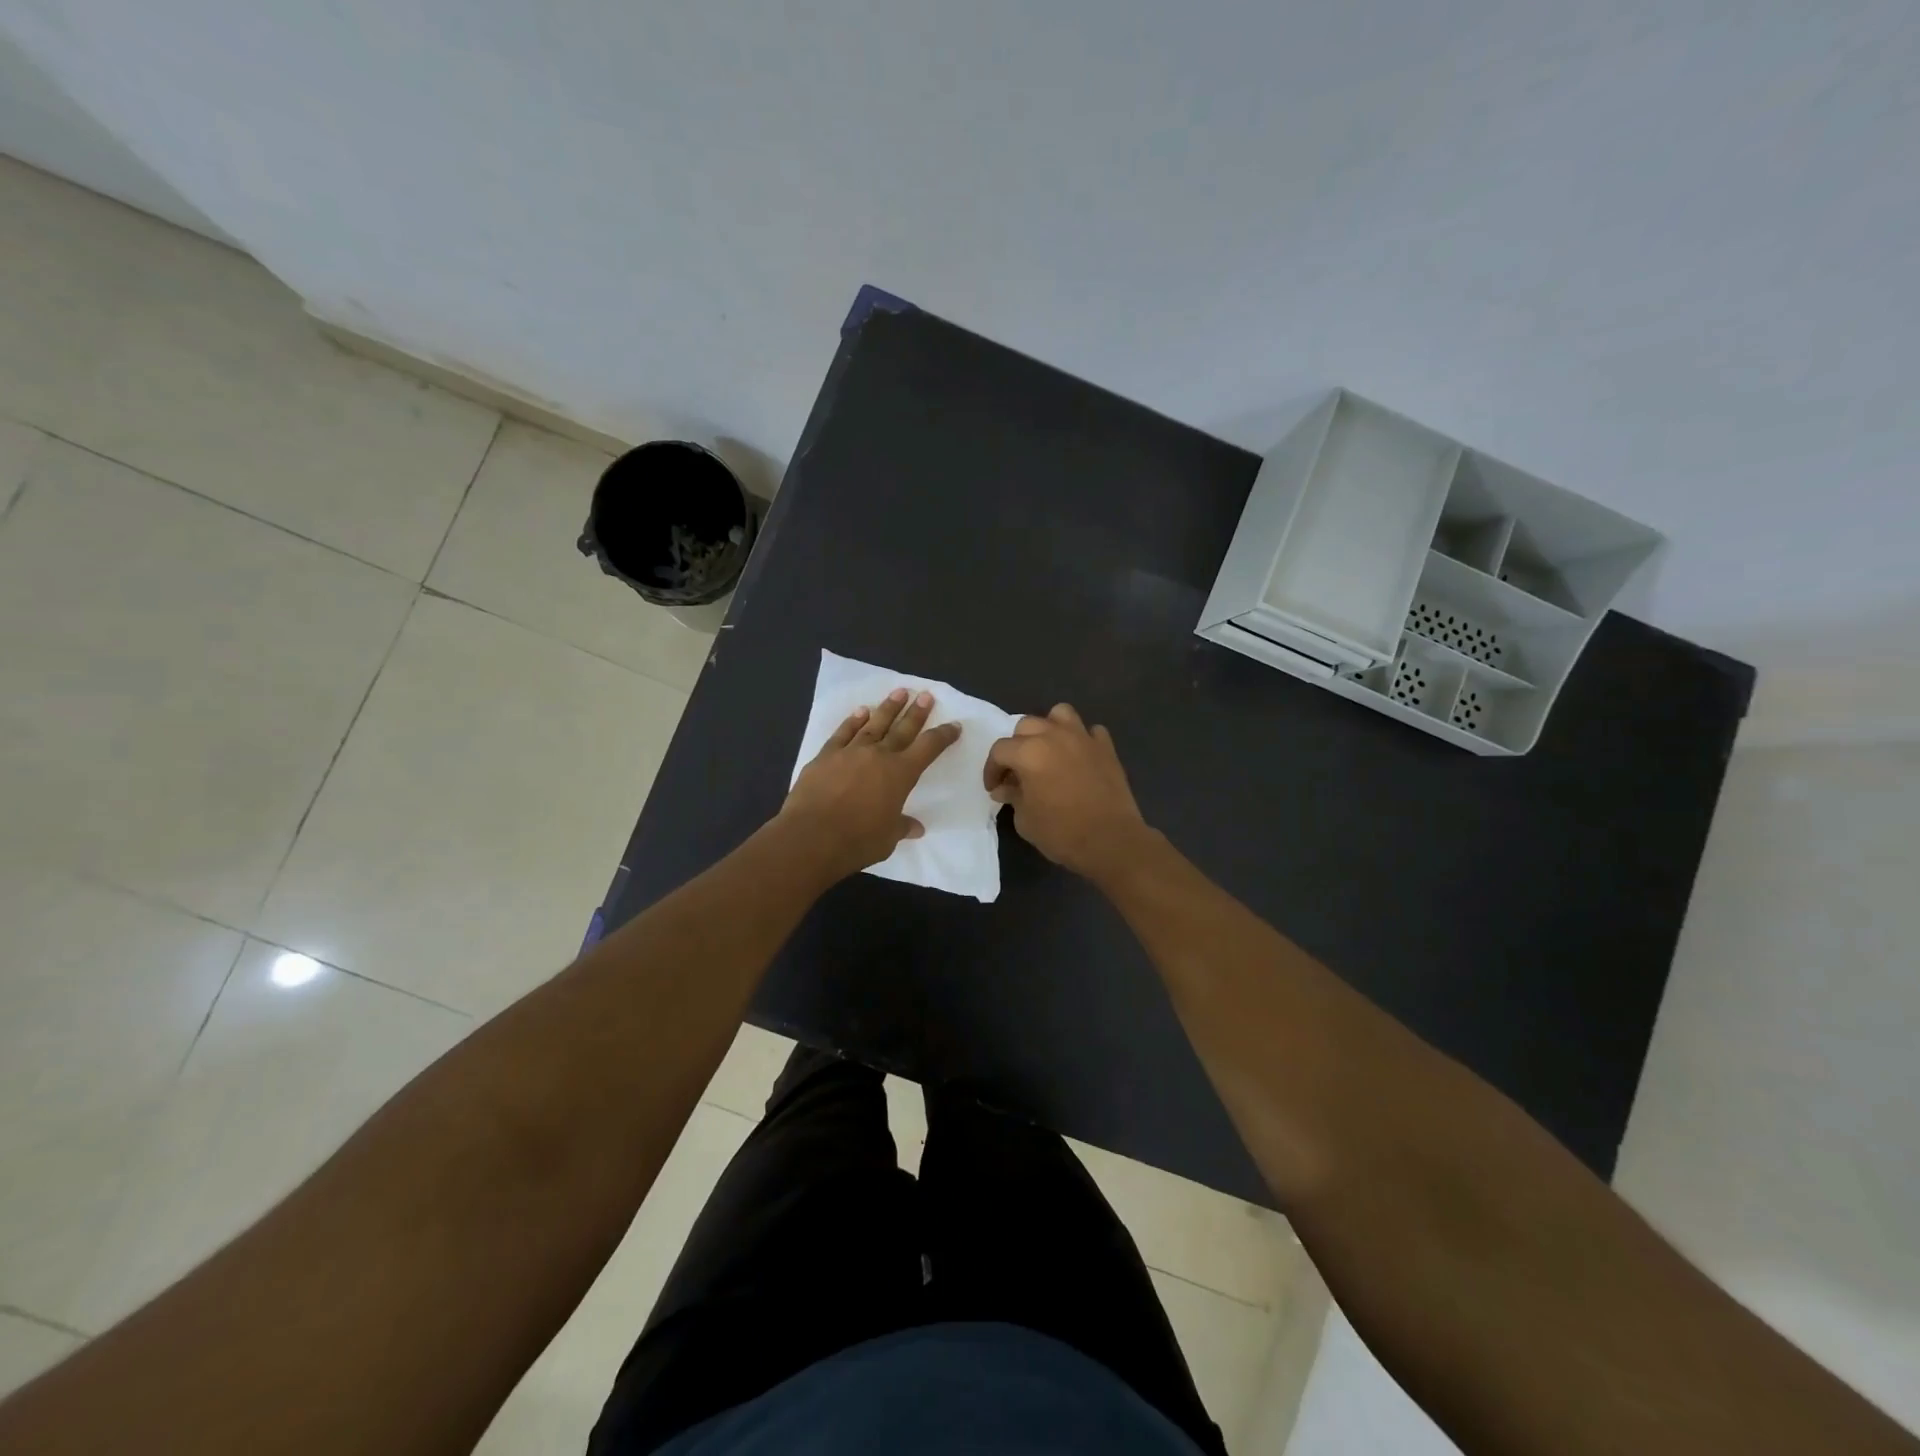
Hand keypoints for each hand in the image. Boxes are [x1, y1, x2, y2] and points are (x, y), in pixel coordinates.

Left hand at [781, 688, 960, 879]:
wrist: (811, 836)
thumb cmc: (857, 840)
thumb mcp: (887, 838)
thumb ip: (901, 827)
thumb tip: (916, 828)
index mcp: (900, 774)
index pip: (928, 748)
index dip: (943, 736)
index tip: (954, 726)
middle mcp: (878, 755)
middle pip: (903, 728)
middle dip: (917, 712)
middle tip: (926, 695)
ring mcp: (850, 752)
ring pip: (874, 724)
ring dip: (888, 708)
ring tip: (899, 692)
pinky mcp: (826, 756)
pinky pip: (843, 732)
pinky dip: (853, 721)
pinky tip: (860, 712)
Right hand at [983, 704, 1153, 880]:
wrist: (1111, 841)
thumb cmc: (1061, 832)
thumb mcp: (1025, 820)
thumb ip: (1013, 796)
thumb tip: (1005, 788)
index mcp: (1029, 752)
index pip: (1000, 750)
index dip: (992, 769)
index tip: (994, 788)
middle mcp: (1054, 736)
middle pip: (1026, 726)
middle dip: (1017, 746)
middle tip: (1018, 771)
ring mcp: (1083, 738)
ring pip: (1060, 714)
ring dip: (1049, 729)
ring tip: (1048, 751)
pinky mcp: (1106, 748)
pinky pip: (1090, 731)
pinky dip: (1081, 740)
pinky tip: (1079, 758)